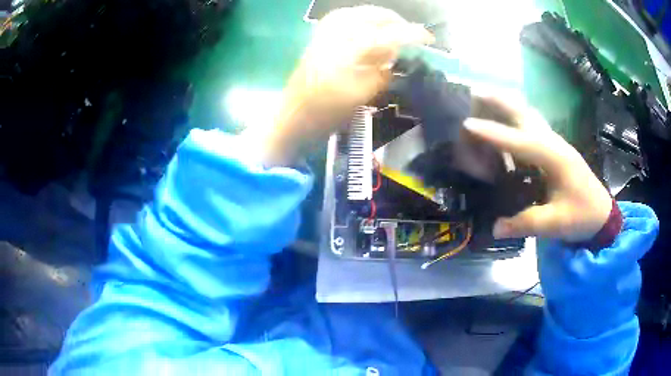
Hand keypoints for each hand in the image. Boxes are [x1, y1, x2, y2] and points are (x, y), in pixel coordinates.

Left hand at [253, 6, 431, 165]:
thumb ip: (385, 71)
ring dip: (381, 19)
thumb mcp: (364, 95)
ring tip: (394, 31)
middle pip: (375, 15)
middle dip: (397, 22)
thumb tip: (398, 56)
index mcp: (351, 48)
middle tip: (412, 35)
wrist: (293, 115)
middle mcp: (338, 31)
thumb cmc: (328, 111)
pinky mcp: (320, 34)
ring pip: (361, 12)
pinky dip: (363, 19)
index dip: (413, 35)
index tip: (430, 39)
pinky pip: (346, 17)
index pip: (390, 34)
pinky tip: (370, 29)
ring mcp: (326, 30)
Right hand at [464, 94, 612, 242]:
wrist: (602, 214)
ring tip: (483, 96)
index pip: (520, 141)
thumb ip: (526, 224)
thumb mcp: (556, 224)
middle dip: (498, 100)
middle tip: (472, 91)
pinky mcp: (553, 149)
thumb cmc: (582, 216)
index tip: (467, 125)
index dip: (494, 133)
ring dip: (506, 103)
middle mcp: (553, 143)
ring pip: (527, 114)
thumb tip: (494, 228)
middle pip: (524, 113)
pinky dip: (514, 115)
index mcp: (555, 158)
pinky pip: (531, 124)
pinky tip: (505, 117)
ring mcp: (554, 143)